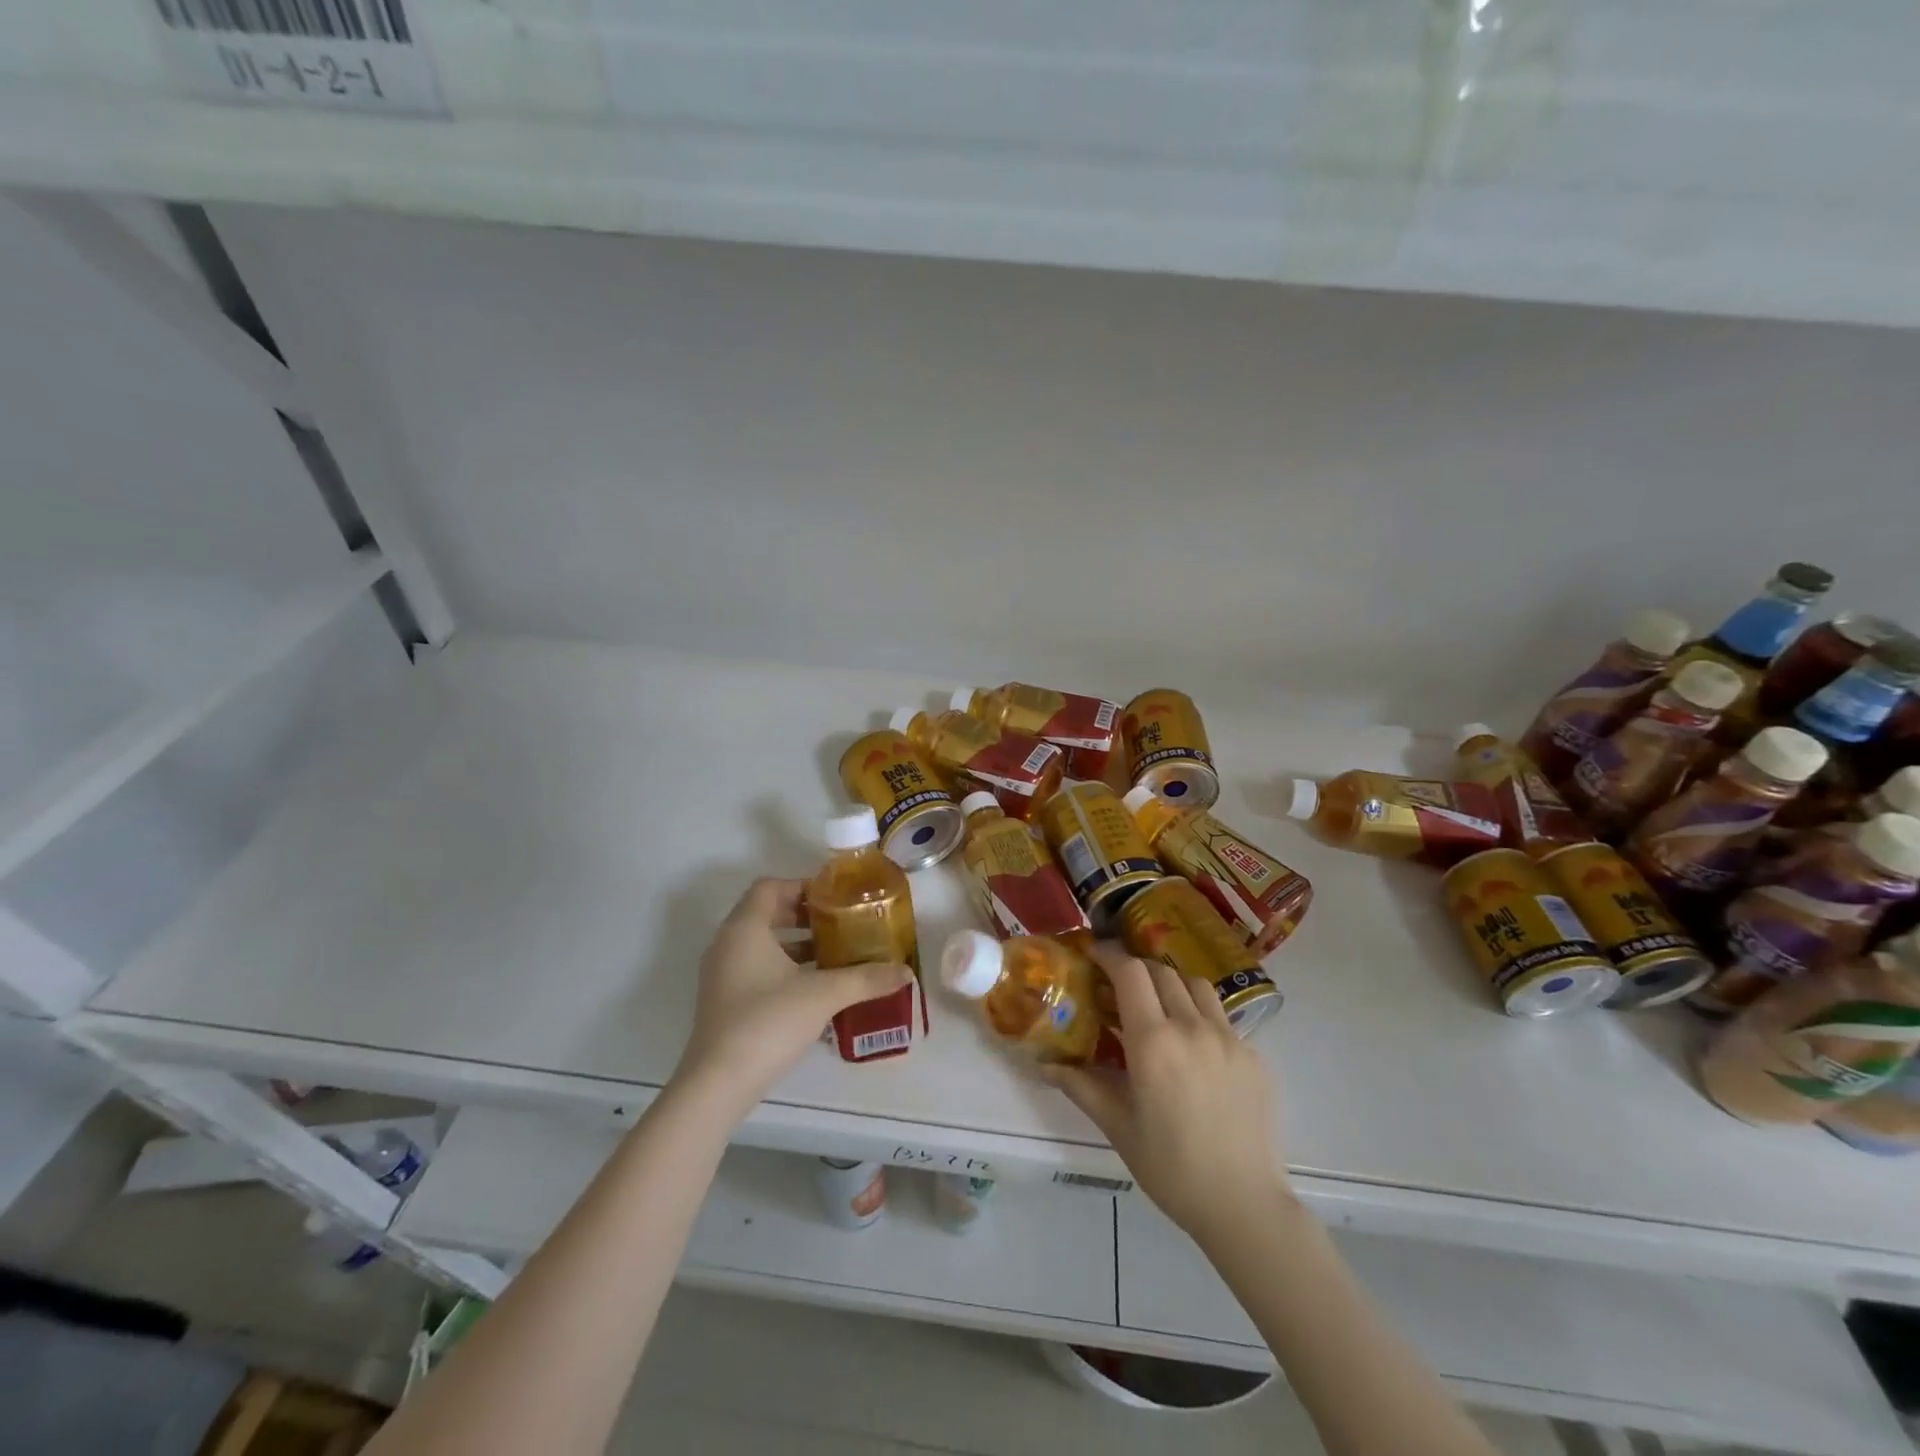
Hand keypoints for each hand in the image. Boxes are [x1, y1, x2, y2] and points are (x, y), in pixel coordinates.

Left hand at [672, 878, 912, 1116]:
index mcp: (745, 928)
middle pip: (766, 913)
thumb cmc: (768, 1021)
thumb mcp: (824, 995)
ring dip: (795, 944)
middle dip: (804, 917)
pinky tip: (813, 988)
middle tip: (839, 925)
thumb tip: (905, 971)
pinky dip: (783, 968)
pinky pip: (755, 968)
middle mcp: (727, 944)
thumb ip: (865, 979)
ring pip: (761, 944)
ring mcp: (722, 975)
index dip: (802, 886)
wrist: (718, 1083)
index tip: (834, 899)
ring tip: (833, 955)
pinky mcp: (724, 1001)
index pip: (770, 887)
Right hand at [1046, 943, 1292, 1250]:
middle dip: (1136, 969)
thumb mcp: (1118, 1127)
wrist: (1244, 1206)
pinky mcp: (1254, 1056)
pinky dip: (1200, 1016)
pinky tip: (1194, 1049)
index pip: (1130, 973)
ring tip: (1159, 1007)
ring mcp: (1229, 1039)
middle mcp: (1192, 1027)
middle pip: (1162, 972)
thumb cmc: (1171, 1168)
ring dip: (1171, 984)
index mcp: (1153, 1041)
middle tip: (1119, 985)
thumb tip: (1044, 1065)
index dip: (1109, 955)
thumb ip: (1080, 1086)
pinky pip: (1222, 1018)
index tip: (1094, 954)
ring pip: (1196, 986)